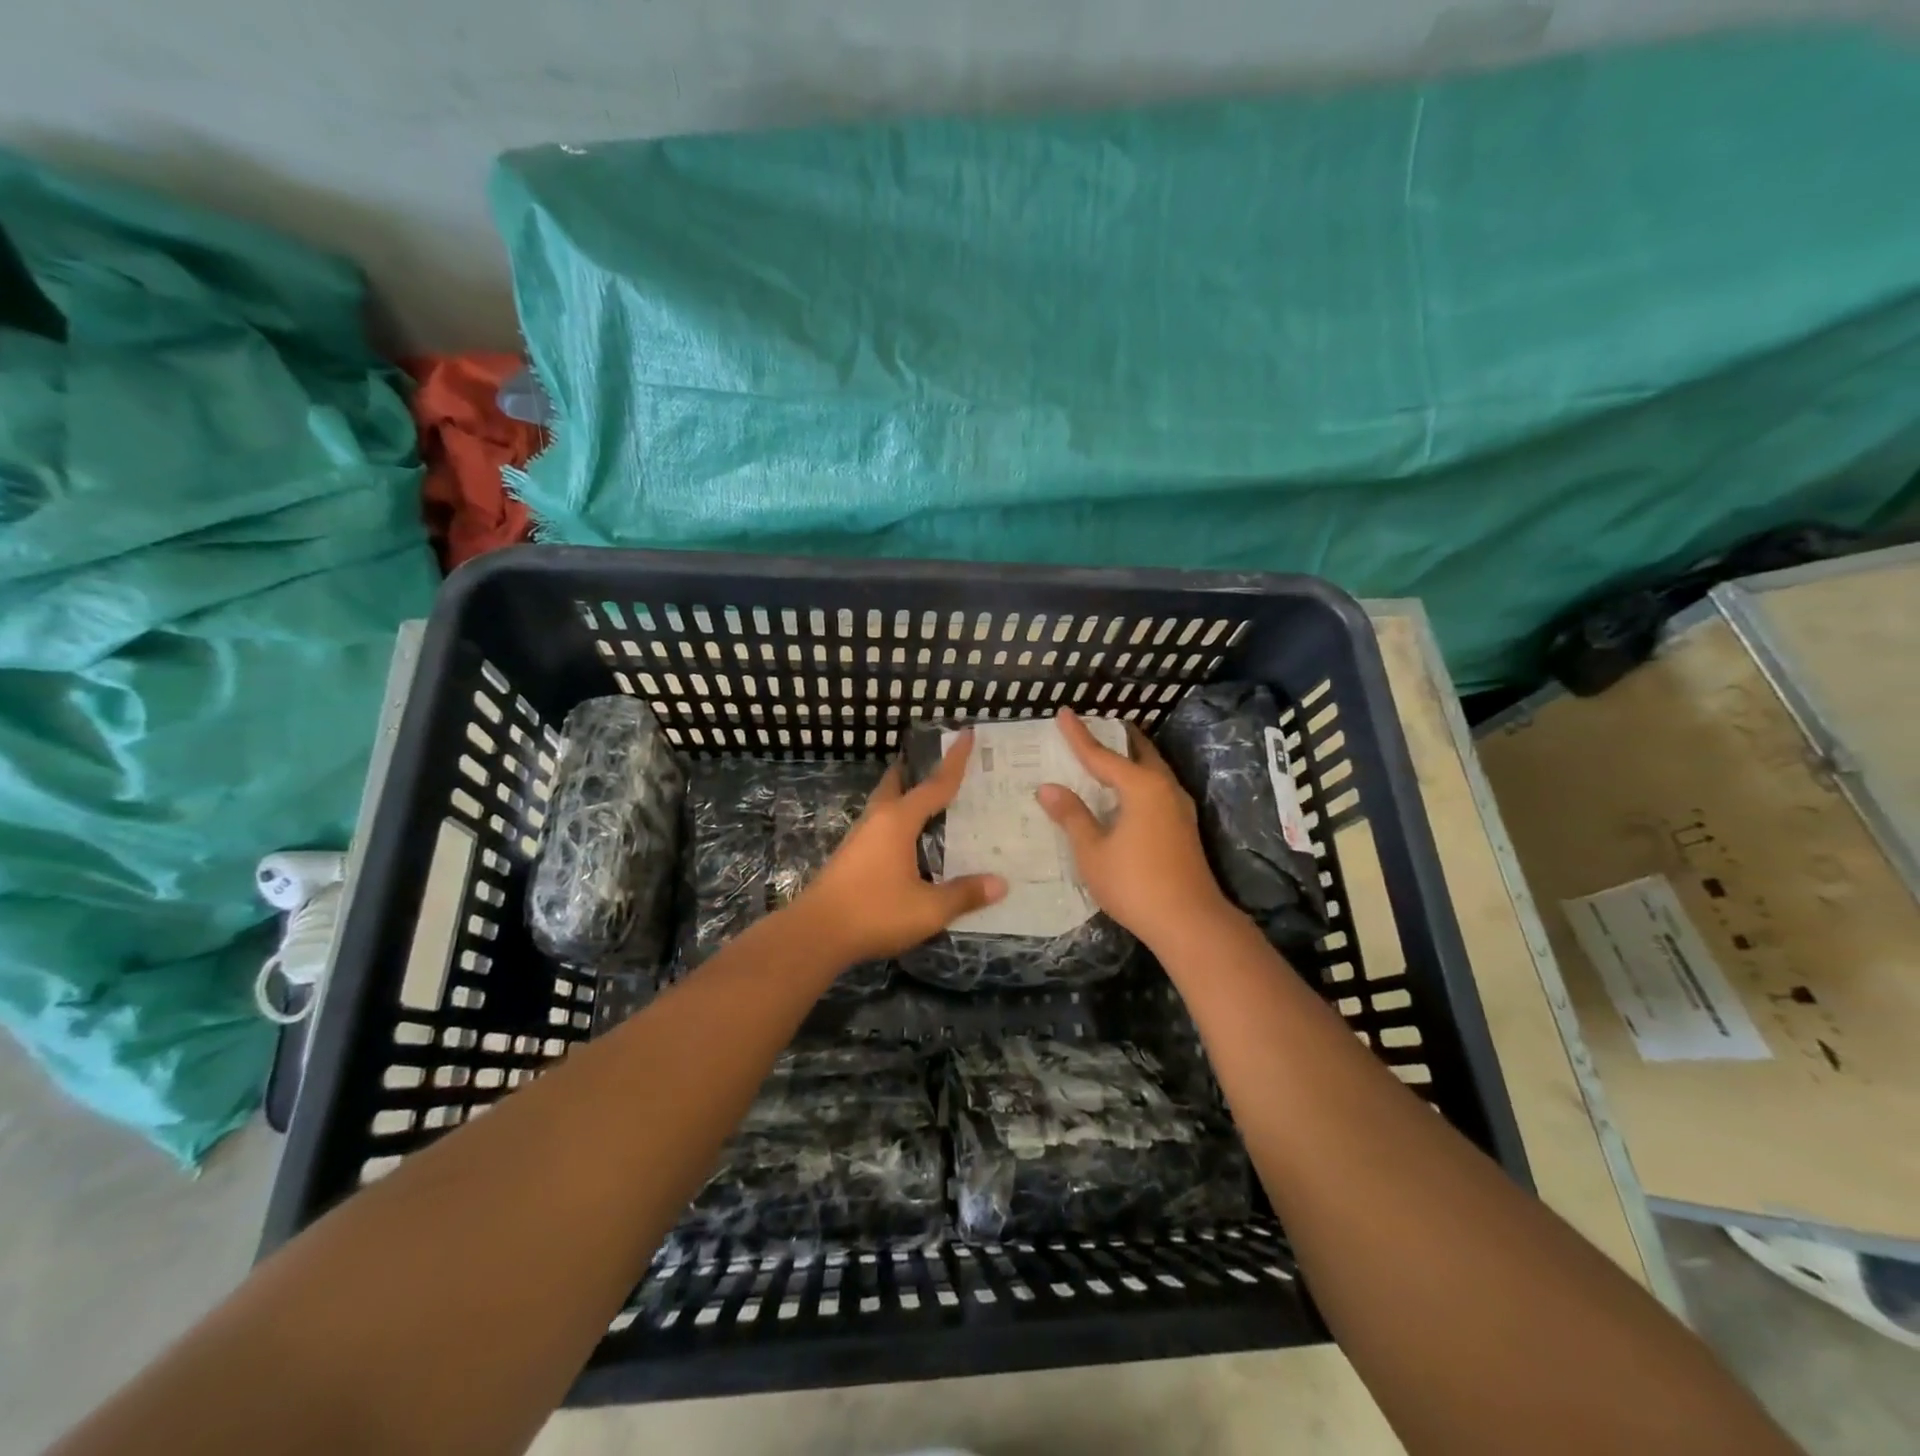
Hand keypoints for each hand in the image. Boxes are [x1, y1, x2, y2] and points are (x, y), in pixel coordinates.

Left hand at [789, 732, 1007, 964]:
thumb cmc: (875, 912)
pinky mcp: (850, 856)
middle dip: (916, 770)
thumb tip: (1001, 884)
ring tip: (929, 801)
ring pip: (885, 803)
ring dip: (905, 795)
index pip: (935, 784)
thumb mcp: (928, 909)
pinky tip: (908, 840)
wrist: (816, 934)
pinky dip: (897, 820)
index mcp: (898, 821)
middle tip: (940, 764)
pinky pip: (879, 825)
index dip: (954, 760)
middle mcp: (878, 820)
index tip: (965, 733)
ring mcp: (859, 837)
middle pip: (898, 783)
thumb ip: (964, 894)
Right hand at [1037, 708, 1232, 951]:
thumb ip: (1072, 816)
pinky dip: (1138, 779)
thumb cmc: (1135, 884)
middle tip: (1094, 728)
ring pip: (1152, 769)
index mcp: (1141, 787)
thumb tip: (1048, 788)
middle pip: (1138, 752)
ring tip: (1109, 754)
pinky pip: (1157, 787)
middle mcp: (1164, 788)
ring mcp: (1179, 807)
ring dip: (1131, 758)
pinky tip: (1127, 793)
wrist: (1190, 922)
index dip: (1079, 736)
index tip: (1063, 713)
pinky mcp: (1184, 827)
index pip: (1102, 754)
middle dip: (1116, 738)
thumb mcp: (1093, 851)